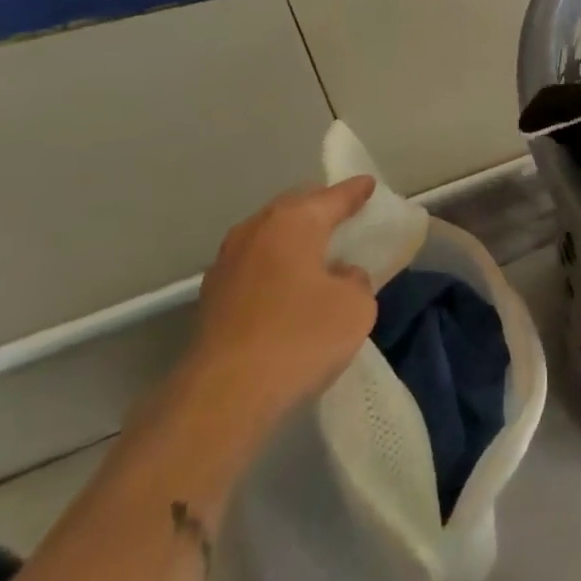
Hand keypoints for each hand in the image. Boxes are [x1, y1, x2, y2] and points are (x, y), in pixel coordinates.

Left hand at [184, 178, 379, 425]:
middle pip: (296, 208)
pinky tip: (285, 289)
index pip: (333, 196)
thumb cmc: (299, 337)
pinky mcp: (212, 295)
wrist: (223, 396)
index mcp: (295, 221)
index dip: (355, 191)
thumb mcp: (355, 307)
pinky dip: (274, 268)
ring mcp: (228, 261)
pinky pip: (254, 265)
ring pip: (270, 236)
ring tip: (315, 254)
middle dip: (320, 209)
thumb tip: (340, 276)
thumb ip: (356, 281)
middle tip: (343, 217)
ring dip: (293, 241)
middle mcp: (257, 228)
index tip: (369, 184)